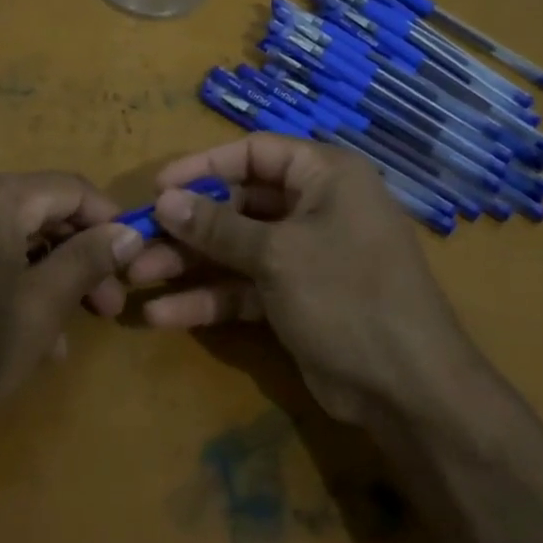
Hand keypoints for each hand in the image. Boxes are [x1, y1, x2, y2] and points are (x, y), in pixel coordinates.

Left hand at [0, 172, 142, 432]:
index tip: (135, 261)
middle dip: (80, 254)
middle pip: (41, 211)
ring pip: (13, 237)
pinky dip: (13, 282)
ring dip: (50, 275)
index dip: (109, 221)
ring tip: (72, 330)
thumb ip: (87, 260)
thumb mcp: (40, 309)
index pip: (70, 188)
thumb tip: (130, 232)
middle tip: (108, 305)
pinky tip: (31, 335)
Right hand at [120, 134, 480, 426]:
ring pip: (235, 249)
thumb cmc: (346, 295)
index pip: (254, 153)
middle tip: (137, 239)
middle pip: (238, 204)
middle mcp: (315, 207)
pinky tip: (162, 314)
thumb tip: (164, 199)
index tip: (157, 186)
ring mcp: (304, 255)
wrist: (407, 389)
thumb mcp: (277, 255)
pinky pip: (244, 287)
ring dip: (188, 263)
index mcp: (325, 176)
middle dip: (187, 225)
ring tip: (135, 277)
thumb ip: (217, 226)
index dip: (203, 167)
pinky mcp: (294, 298)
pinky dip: (208, 298)